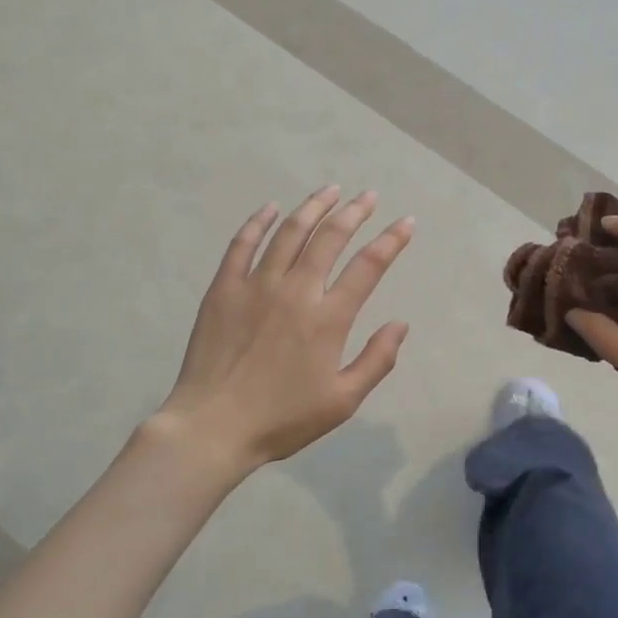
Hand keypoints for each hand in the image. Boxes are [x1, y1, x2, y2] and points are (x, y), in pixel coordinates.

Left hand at [158, 185, 413, 481]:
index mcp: (328, 318)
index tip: (405, 222)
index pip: (368, 266)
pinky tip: (271, 208)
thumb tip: (400, 323)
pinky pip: (243, 244)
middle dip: (354, 212)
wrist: (212, 427)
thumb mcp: (342, 401)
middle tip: (368, 196)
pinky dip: (259, 222)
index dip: (391, 240)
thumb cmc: (282, 419)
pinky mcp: (223, 288)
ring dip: (313, 207)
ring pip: (290, 232)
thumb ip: (377, 360)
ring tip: (330, 190)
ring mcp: (256, 285)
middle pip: (330, 237)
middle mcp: (296, 291)